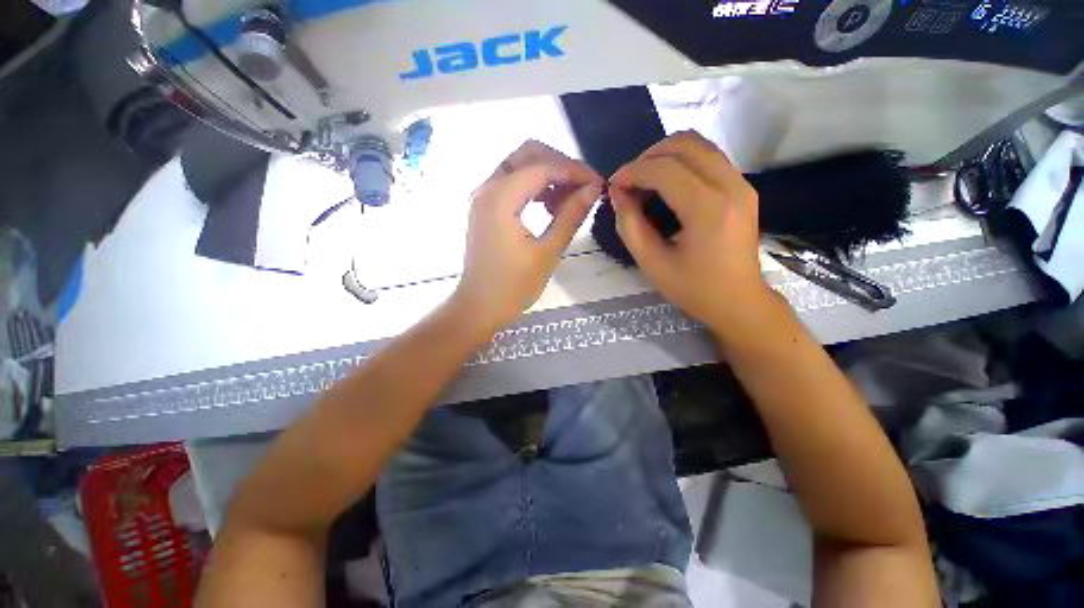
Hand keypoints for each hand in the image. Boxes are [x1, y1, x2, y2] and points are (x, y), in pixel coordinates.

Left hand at [452, 141, 602, 330]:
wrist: (480, 307)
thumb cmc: (513, 286)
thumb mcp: (547, 253)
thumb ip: (570, 216)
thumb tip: (593, 189)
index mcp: (500, 198)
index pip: (543, 166)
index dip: (574, 171)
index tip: (599, 184)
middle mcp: (487, 188)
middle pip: (528, 154)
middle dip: (560, 165)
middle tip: (583, 188)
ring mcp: (483, 197)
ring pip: (519, 165)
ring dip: (547, 175)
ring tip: (568, 201)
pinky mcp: (484, 207)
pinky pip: (511, 182)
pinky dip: (533, 186)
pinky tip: (549, 206)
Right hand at [610, 131, 775, 335]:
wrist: (739, 301)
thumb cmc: (694, 289)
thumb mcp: (652, 263)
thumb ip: (629, 226)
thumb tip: (617, 193)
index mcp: (708, 210)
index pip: (665, 170)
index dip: (633, 171)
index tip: (613, 185)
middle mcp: (731, 186)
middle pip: (684, 144)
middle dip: (647, 157)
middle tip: (628, 182)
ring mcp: (741, 183)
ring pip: (699, 143)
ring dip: (664, 155)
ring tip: (644, 181)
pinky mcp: (743, 186)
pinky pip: (708, 156)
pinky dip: (681, 161)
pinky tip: (665, 184)